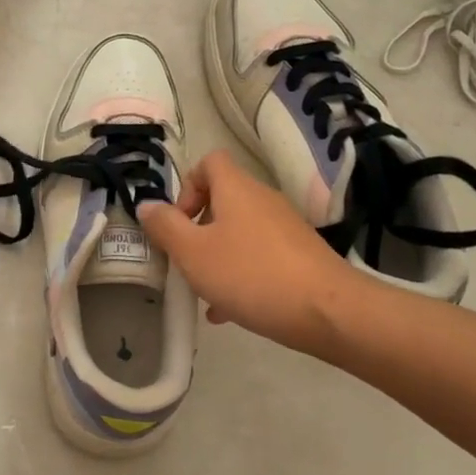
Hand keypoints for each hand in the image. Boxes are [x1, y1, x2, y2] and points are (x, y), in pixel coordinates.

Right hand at [137, 150, 360, 358]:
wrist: (329, 312)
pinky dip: (240, 275)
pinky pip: (259, 256)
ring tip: (203, 292)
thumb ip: (165, 227)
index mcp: (236, 189)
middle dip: (197, 229)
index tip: (178, 222)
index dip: (186, 186)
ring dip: (216, 256)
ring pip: (239, 232)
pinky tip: (228, 312)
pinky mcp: (300, 256)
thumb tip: (146, 205)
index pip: (208, 162)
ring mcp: (285, 228)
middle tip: (186, 260)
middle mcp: (262, 199)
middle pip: (222, 199)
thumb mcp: (193, 253)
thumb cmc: (251, 275)